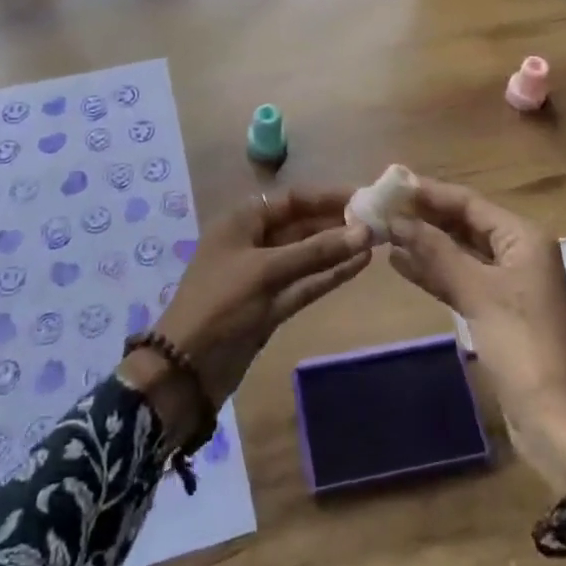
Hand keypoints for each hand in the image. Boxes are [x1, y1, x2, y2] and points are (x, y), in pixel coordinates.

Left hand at [136, 186, 370, 412]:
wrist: (186, 369)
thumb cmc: (220, 304)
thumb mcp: (266, 272)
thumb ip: (316, 252)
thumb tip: (364, 232)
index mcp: (243, 221)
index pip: (293, 199)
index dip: (327, 196)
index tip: (364, 196)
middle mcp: (255, 241)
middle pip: (302, 224)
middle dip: (337, 222)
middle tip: (379, 220)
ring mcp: (265, 275)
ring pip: (307, 255)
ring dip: (338, 248)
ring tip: (377, 240)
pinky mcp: (273, 304)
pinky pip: (306, 282)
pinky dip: (330, 274)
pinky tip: (360, 265)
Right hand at [386, 179, 565, 493]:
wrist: (555, 422)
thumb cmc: (522, 347)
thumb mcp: (477, 293)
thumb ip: (435, 252)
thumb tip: (395, 219)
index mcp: (523, 237)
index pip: (468, 202)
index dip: (428, 192)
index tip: (388, 184)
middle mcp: (517, 252)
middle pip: (464, 223)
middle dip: (424, 216)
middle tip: (380, 207)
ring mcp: (508, 283)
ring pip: (459, 251)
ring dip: (424, 242)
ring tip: (382, 231)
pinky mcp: (496, 310)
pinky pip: (460, 278)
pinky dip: (433, 270)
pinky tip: (399, 263)